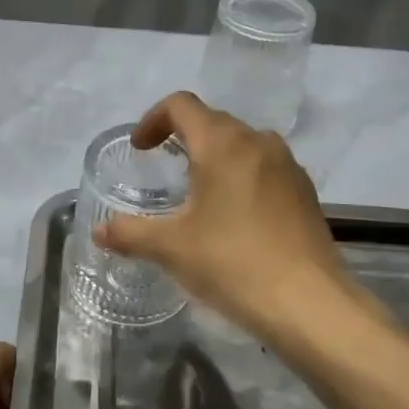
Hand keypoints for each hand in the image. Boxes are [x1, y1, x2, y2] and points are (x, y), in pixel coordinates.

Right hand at [94, 93, 401, 345]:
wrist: (309, 303)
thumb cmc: (232, 263)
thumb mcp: (171, 248)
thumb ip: (130, 233)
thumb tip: (99, 231)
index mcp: (222, 144)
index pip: (181, 105)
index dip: (153, 119)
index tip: (140, 149)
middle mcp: (258, 142)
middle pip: (212, 121)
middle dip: (182, 137)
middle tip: (163, 169)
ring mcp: (287, 166)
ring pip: (242, 144)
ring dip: (215, 156)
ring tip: (198, 192)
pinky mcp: (305, 192)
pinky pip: (265, 167)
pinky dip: (241, 176)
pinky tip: (234, 216)